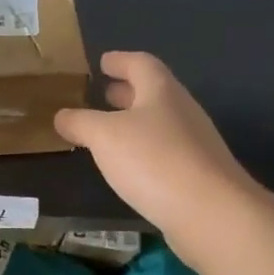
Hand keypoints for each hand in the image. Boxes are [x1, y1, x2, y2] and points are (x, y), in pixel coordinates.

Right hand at [54, 52, 263, 263]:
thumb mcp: (104, 136)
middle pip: (153, 92)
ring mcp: (195, 144)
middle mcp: (182, 111)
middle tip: (103, 93)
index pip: (141, 64)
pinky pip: (165, 152)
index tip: (103, 61)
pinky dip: (144, 150)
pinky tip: (129, 166)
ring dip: (135, 122)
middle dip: (127, 91)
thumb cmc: (154, 160)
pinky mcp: (198, 175)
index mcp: (161, 91)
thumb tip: (62, 116)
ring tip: (109, 131)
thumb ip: (80, 122)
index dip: (120, 60)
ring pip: (160, 123)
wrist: (211, 213)